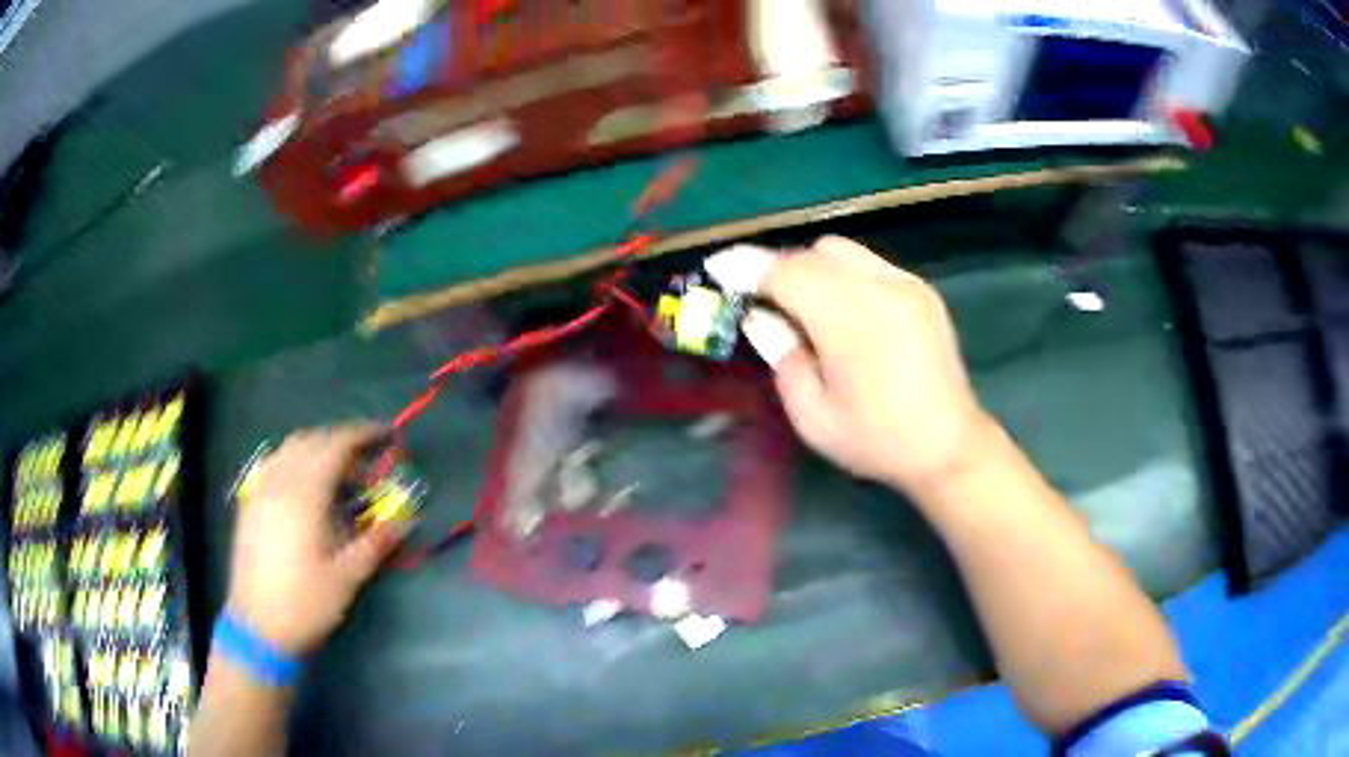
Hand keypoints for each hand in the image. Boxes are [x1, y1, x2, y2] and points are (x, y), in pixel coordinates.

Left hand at [226, 424, 406, 654]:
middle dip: (342, 440)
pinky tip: (304, 484)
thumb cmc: (305, 603)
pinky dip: (295, 460)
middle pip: (312, 440)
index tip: (387, 435)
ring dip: (317, 448)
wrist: (257, 626)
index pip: (336, 446)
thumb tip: (406, 519)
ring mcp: (260, 491)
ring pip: (289, 449)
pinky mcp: (250, 504)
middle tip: (368, 457)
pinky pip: (273, 464)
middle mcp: (279, 482)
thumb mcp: (348, 577)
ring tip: (339, 470)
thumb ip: (376, 542)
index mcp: (305, 494)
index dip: (364, 435)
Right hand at [707, 237, 995, 493]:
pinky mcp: (921, 289)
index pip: (788, 273)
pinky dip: (842, 273)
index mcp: (850, 324)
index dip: (747, 267)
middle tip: (761, 299)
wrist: (948, 445)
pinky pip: (868, 263)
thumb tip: (759, 316)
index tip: (719, 269)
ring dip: (811, 267)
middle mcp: (880, 291)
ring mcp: (906, 285)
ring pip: (842, 250)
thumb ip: (782, 357)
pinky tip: (843, 308)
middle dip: (778, 268)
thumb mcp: (813, 417)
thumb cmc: (877, 441)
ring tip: (803, 304)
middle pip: (813, 253)